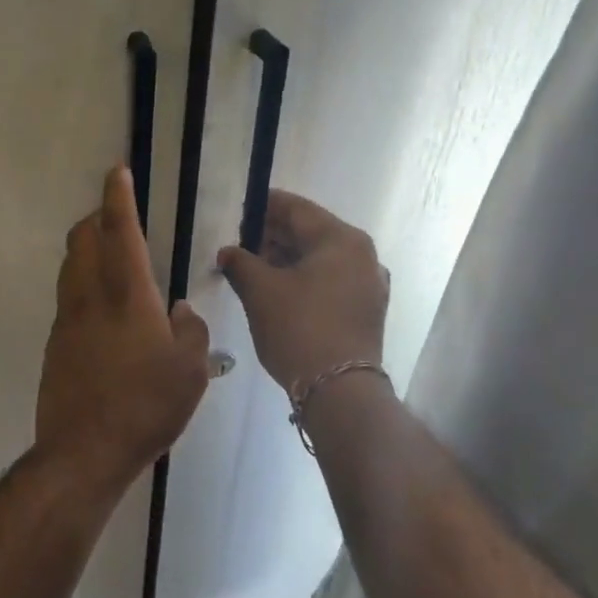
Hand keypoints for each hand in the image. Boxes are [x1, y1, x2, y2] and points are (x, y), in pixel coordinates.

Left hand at [36, 167, 210, 479]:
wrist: (84, 451)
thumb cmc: (146, 407)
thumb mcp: (190, 370)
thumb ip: (190, 330)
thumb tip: (180, 310)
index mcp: (127, 297)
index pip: (120, 232)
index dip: (118, 199)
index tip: (116, 172)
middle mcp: (90, 299)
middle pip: (82, 241)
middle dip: (96, 219)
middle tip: (116, 219)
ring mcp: (66, 322)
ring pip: (70, 269)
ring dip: (86, 251)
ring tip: (110, 260)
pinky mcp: (55, 347)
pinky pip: (68, 301)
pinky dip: (83, 288)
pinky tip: (104, 314)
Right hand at [217, 191, 387, 390]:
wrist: (339, 389)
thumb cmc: (298, 328)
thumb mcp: (260, 291)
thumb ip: (241, 263)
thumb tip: (228, 252)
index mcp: (341, 239)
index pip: (296, 209)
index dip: (264, 208)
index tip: (239, 213)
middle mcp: (362, 255)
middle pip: (311, 233)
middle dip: (274, 237)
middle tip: (241, 245)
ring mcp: (369, 284)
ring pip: (321, 260)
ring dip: (288, 260)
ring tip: (254, 270)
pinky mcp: (366, 311)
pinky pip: (331, 282)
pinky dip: (305, 280)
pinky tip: (279, 293)